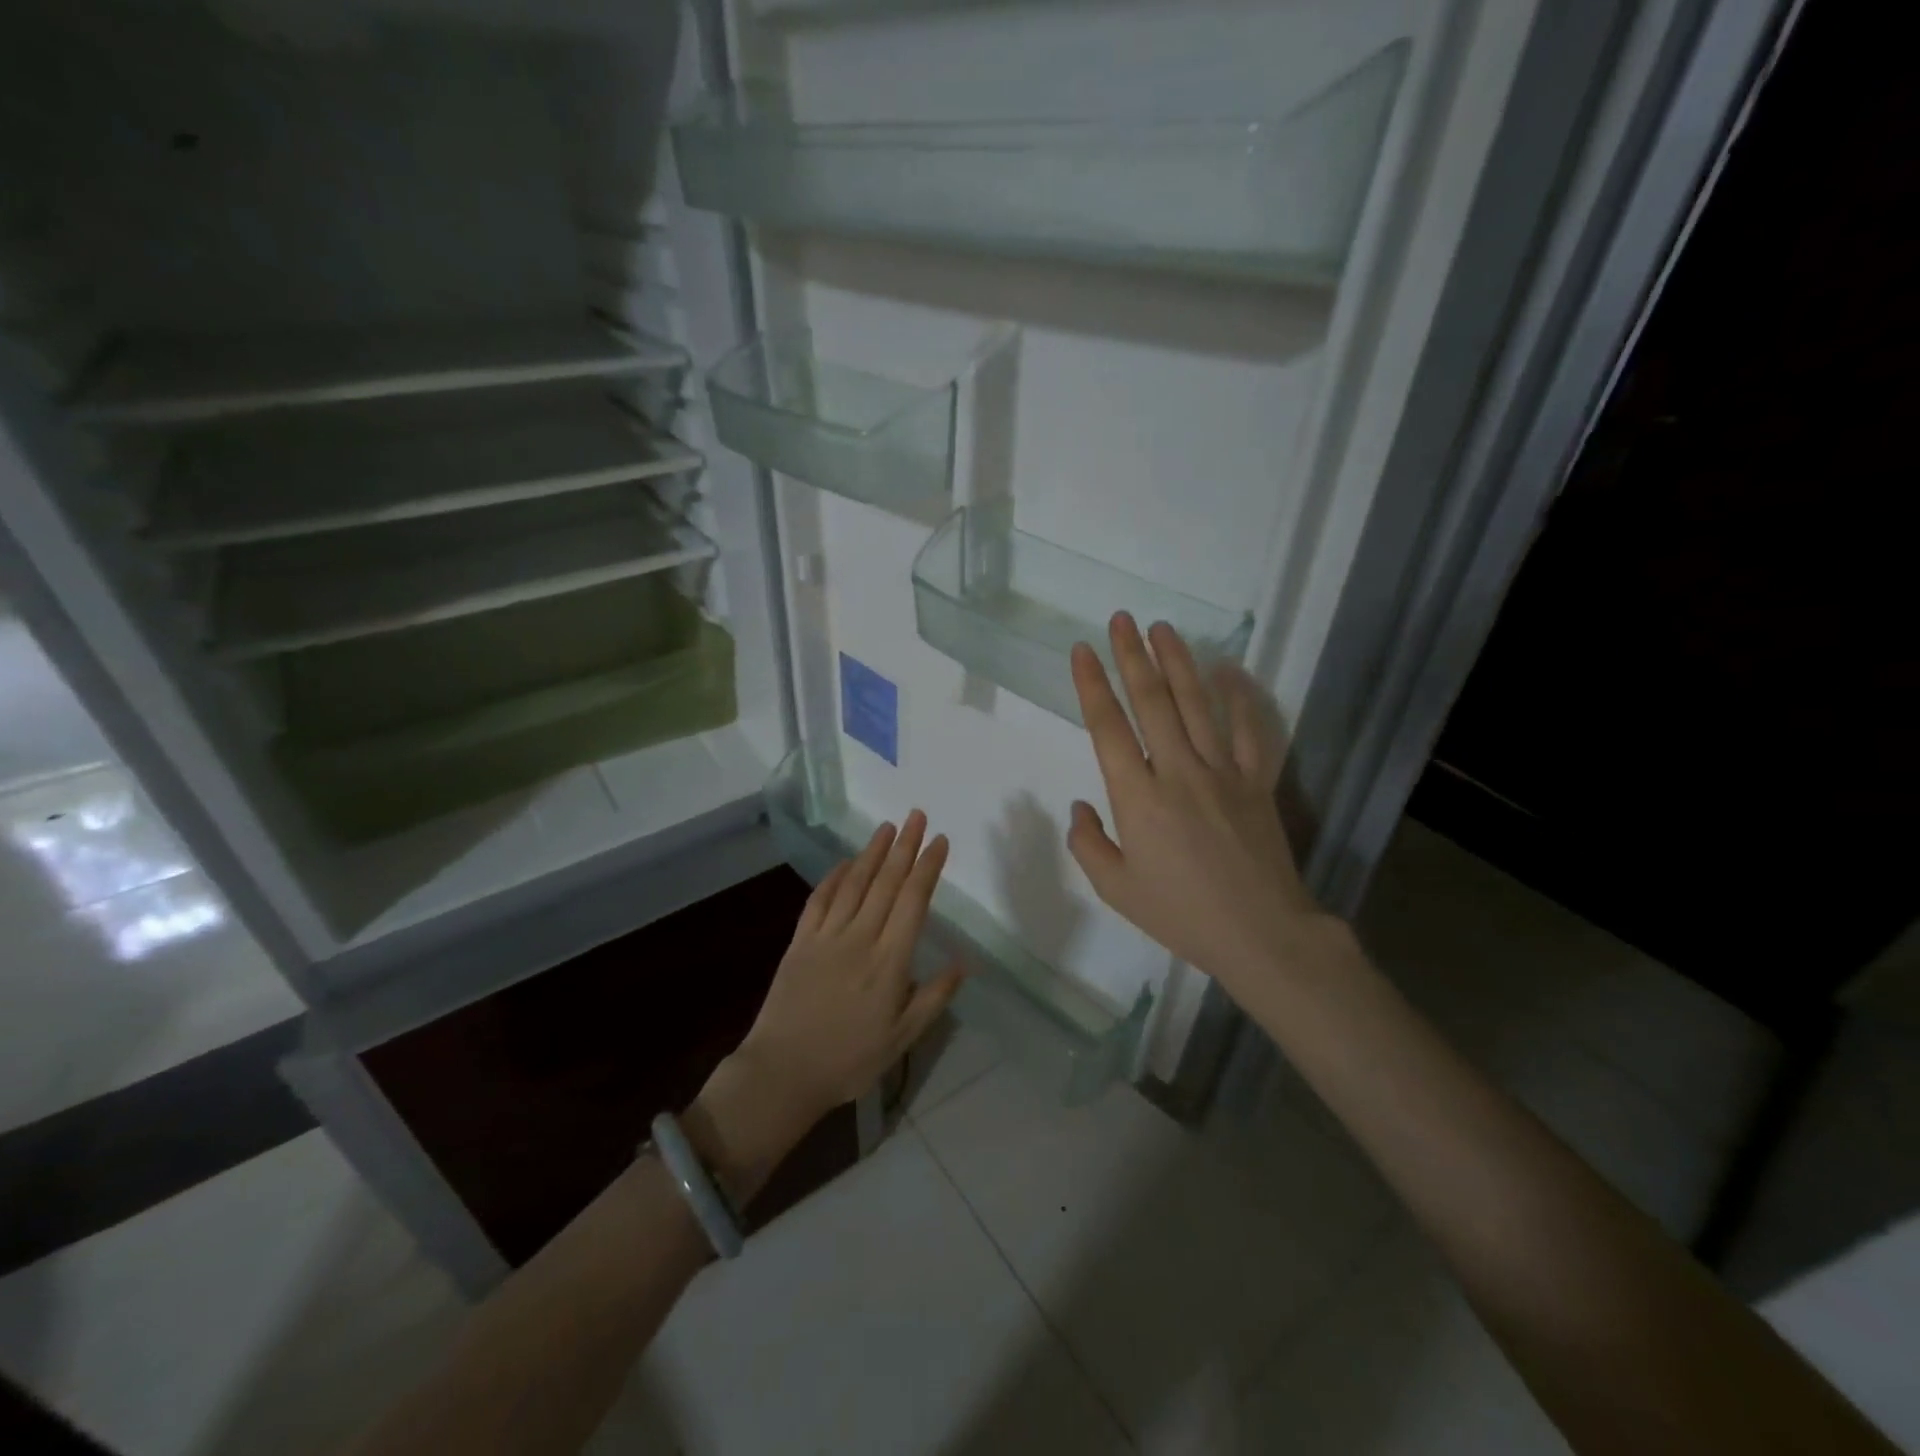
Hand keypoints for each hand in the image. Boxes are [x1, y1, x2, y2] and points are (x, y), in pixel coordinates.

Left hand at [689, 812, 964, 1198]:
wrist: (782, 1073)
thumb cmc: (849, 1060)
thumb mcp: (901, 1039)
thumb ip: (933, 998)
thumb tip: (962, 962)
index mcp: (889, 962)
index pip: (913, 901)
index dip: (927, 868)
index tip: (939, 841)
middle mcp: (859, 938)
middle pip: (886, 883)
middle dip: (904, 847)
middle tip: (917, 816)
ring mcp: (826, 937)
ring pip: (854, 883)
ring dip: (872, 852)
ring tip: (887, 827)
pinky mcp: (799, 942)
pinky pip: (819, 900)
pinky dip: (834, 877)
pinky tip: (845, 862)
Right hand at [1067, 613, 1348, 1005]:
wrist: (1260, 934)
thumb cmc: (1181, 915)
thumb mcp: (1116, 890)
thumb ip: (1088, 844)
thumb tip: (1081, 807)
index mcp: (1138, 798)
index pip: (1108, 728)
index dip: (1092, 686)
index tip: (1082, 651)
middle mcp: (1178, 771)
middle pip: (1152, 702)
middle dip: (1132, 656)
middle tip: (1120, 619)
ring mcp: (1223, 772)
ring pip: (1197, 704)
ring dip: (1177, 662)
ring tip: (1162, 628)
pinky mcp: (1257, 782)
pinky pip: (1251, 730)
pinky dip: (1240, 696)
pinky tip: (1228, 669)